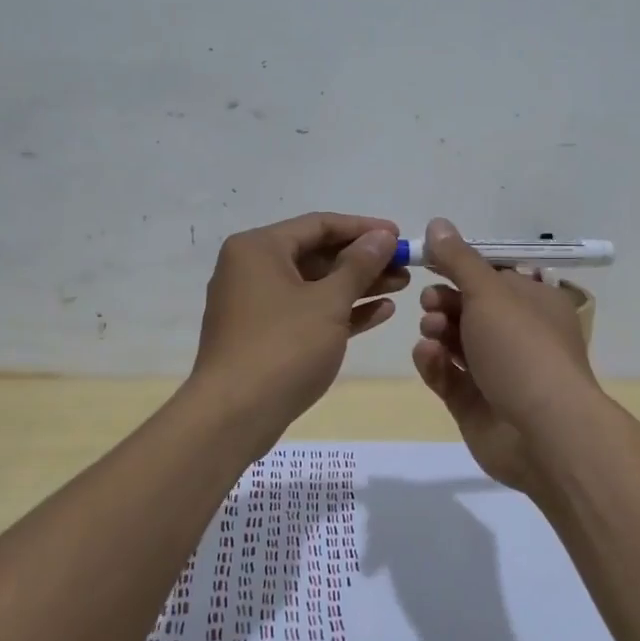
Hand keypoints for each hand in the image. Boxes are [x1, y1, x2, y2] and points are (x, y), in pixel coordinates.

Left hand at [191, 212, 404, 441]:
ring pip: (315, 285)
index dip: (363, 228)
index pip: (319, 224)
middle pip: (317, 254)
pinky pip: (307, 312)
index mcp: (259, 248)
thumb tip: (383, 236)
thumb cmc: (283, 347)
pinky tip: (380, 312)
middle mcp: (252, 268)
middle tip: (406, 266)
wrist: (234, 416)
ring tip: (402, 286)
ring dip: (358, 285)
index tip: (400, 236)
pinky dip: (340, 310)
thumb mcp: (329, 302)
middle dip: (364, 260)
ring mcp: (256, 304)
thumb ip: (359, 265)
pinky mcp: (263, 335)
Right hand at [410, 217, 599, 489]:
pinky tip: (427, 355)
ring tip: (431, 331)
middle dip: (445, 301)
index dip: (460, 267)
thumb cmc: (521, 348)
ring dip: (438, 330)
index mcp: (534, 303)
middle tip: (430, 303)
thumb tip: (437, 223)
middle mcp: (518, 335)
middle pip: (471, 309)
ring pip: (456, 342)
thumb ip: (458, 259)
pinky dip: (435, 363)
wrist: (543, 433)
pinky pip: (449, 376)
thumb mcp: (489, 292)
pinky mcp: (476, 404)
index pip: (493, 277)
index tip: (429, 261)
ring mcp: (497, 372)